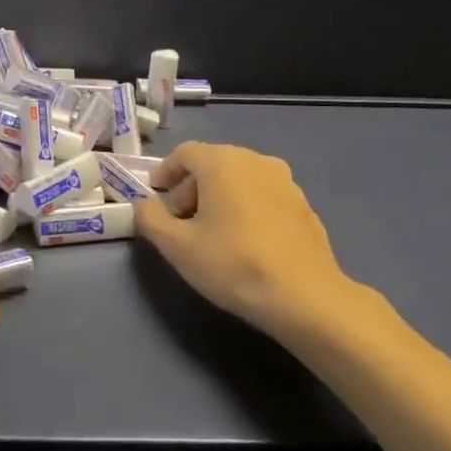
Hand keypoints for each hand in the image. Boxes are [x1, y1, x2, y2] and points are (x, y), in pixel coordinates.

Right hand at [134, 142, 366, 341]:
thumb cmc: (233, 264)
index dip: (165, 172)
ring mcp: (285, 181)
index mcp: (222, 162)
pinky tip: (245, 241)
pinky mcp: (303, 204)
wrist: (306, 297)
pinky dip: (246, 206)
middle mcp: (255, 160)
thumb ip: (150, 218)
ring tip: (212, 232)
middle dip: (191, 187)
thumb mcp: (176, 246)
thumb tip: (145, 204)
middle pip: (212, 163)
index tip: (155, 197)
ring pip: (240, 178)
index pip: (184, 153)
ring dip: (219, 196)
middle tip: (180, 220)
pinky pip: (263, 195)